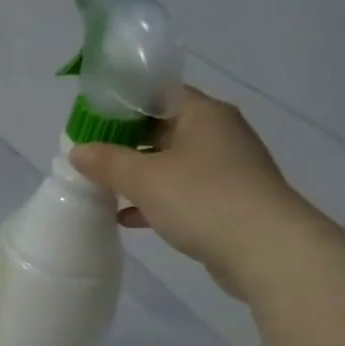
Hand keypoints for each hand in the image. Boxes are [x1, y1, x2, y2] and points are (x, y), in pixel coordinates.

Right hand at [70, 87, 325, 298]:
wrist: (267, 251)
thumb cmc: (202, 200)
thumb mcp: (144, 179)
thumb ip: (107, 162)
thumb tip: (77, 150)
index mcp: (203, 114)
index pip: (158, 94)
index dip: (122, 105)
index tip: (91, 122)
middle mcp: (219, 134)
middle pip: (163, 128)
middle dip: (125, 143)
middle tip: (89, 156)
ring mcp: (226, 169)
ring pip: (172, 163)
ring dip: (138, 175)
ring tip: (102, 187)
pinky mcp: (228, 202)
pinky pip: (183, 192)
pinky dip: (155, 201)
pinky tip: (128, 218)